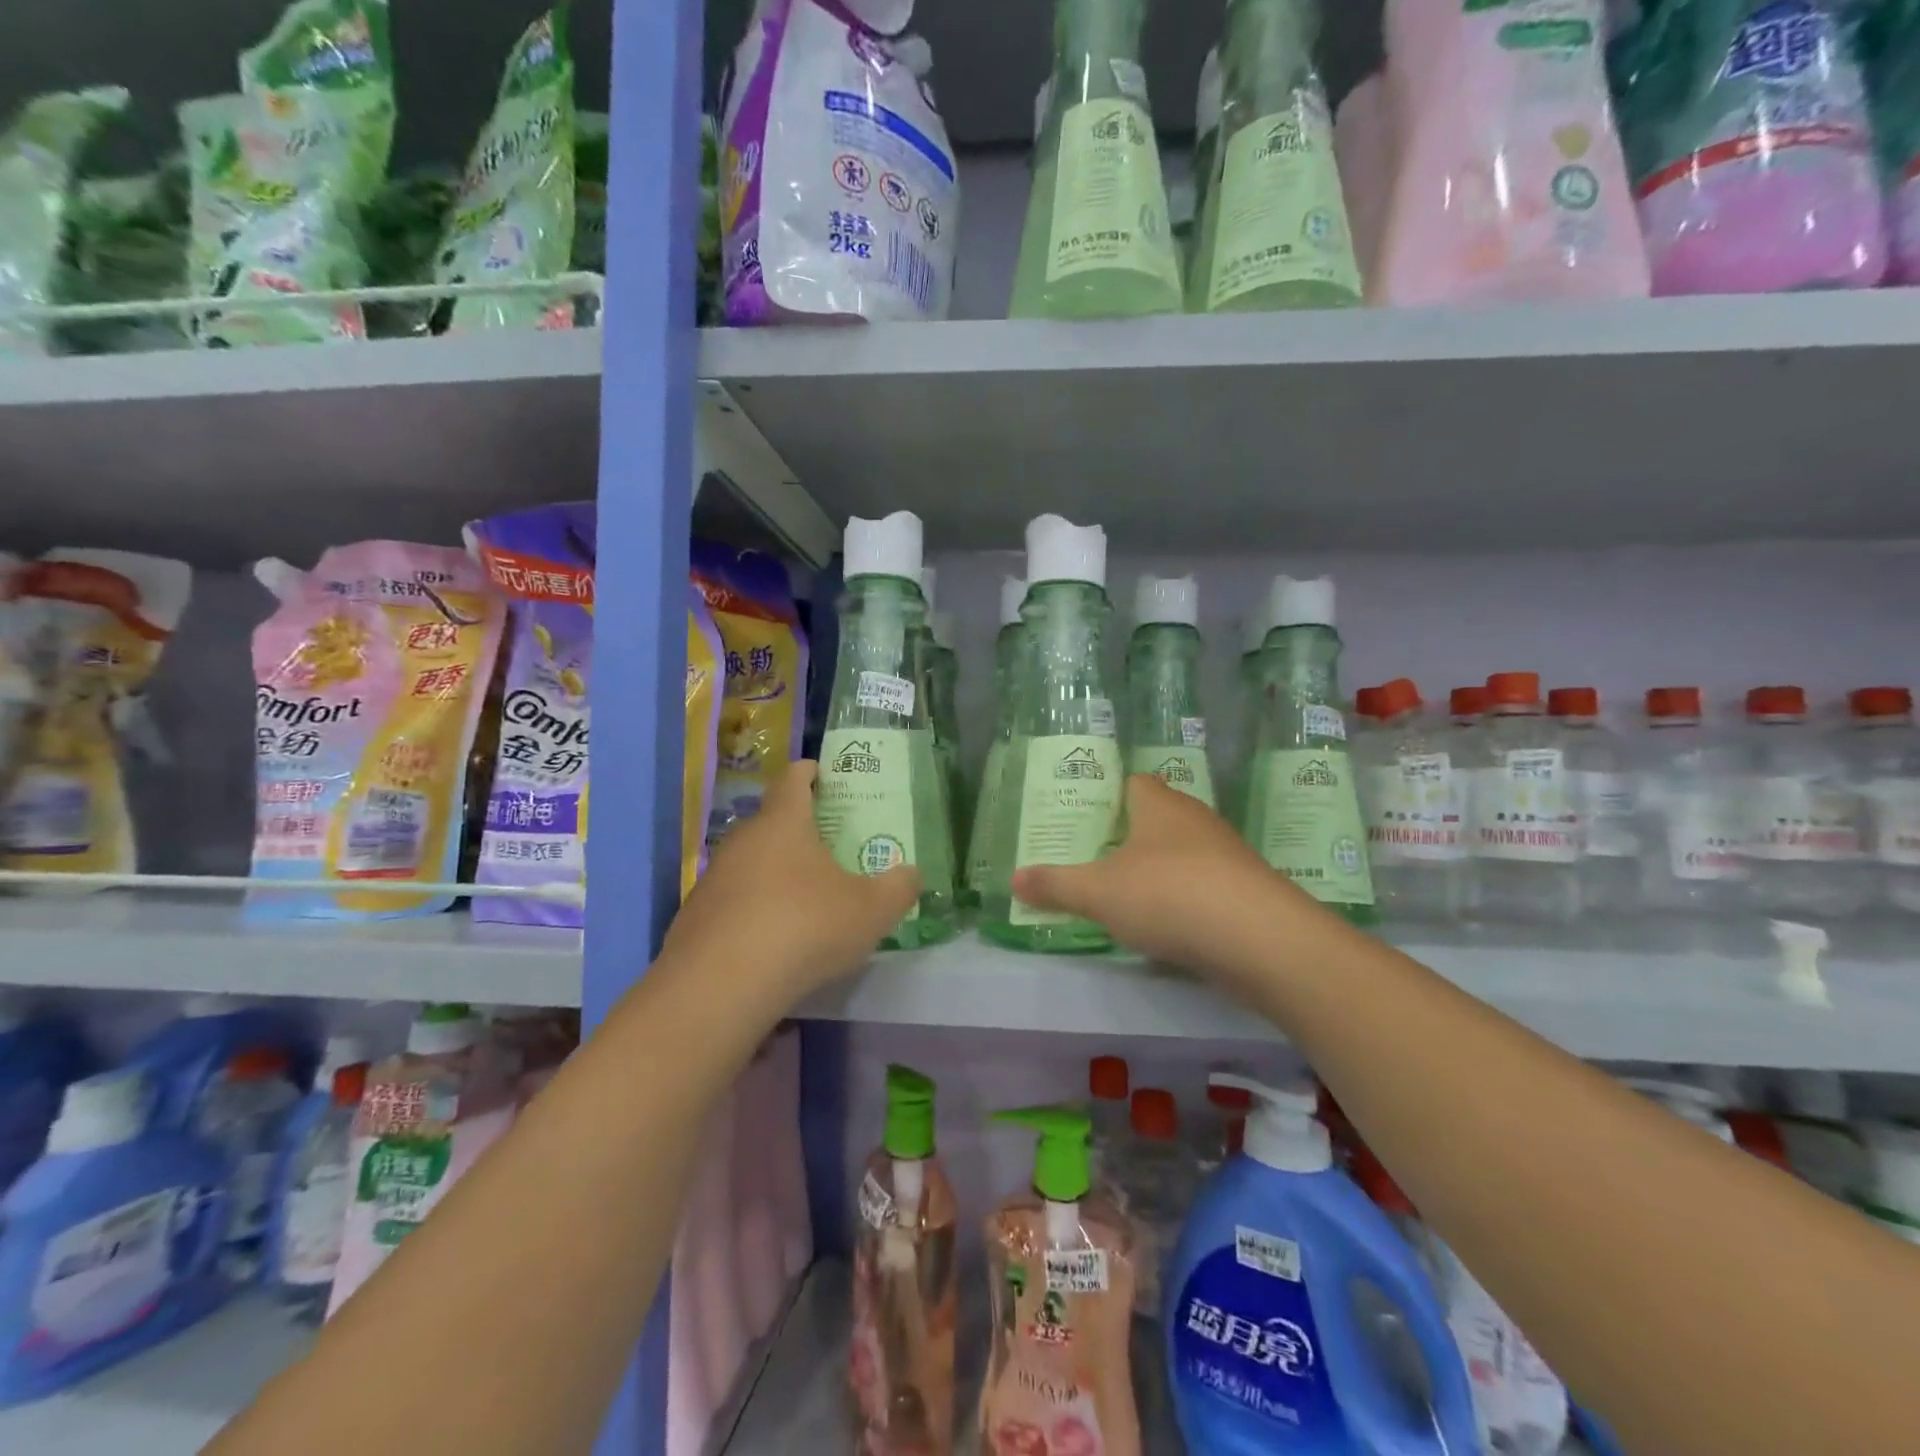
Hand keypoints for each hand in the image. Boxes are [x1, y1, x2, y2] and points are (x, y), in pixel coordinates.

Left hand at [661, 760, 920, 1002]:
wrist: (718, 986)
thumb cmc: (804, 927)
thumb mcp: (870, 911)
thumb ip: (898, 888)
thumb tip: (911, 874)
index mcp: (783, 823)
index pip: (792, 780)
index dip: (807, 772)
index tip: (819, 771)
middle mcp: (742, 841)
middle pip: (769, 822)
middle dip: (795, 828)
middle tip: (825, 844)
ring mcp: (713, 879)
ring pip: (749, 864)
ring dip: (772, 872)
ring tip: (801, 896)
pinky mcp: (694, 918)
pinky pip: (731, 902)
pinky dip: (752, 910)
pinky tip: (770, 939)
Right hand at [1011, 774, 1310, 981]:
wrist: (1259, 939)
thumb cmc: (1168, 894)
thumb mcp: (1098, 892)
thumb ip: (1055, 885)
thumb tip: (1014, 879)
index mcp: (1159, 804)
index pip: (1133, 782)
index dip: (1109, 796)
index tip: (1085, 820)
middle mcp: (1195, 818)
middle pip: (1158, 817)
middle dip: (1130, 835)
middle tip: (1095, 858)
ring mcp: (1227, 854)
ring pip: (1184, 852)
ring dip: (1159, 869)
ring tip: (1126, 894)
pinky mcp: (1246, 890)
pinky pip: (1205, 885)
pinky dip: (1186, 899)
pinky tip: (1168, 925)